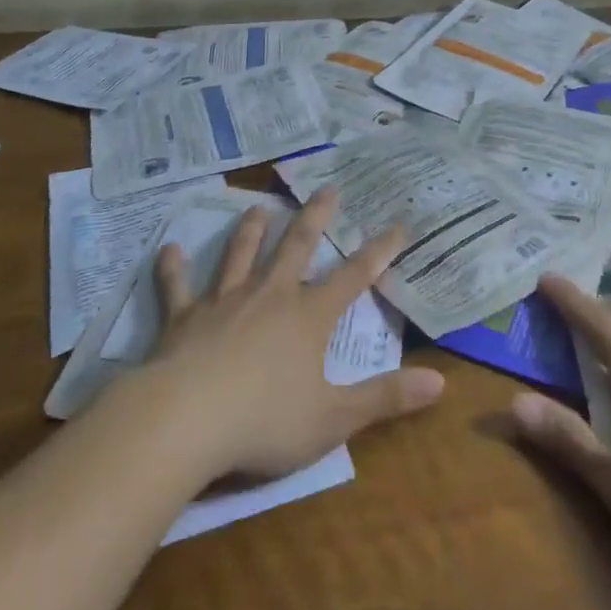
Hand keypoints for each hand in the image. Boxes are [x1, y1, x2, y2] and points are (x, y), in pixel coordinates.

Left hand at [141, 190, 444, 481]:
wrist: (185, 419)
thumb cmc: (265, 421)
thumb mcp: (334, 419)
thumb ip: (385, 398)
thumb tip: (441, 383)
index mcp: (308, 316)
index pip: (354, 276)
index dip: (380, 250)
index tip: (398, 224)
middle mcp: (269, 295)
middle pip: (297, 246)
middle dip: (315, 216)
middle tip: (326, 188)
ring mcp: (224, 301)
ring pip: (241, 254)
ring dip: (251, 231)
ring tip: (258, 207)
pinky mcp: (184, 316)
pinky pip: (178, 286)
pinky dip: (174, 268)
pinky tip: (169, 249)